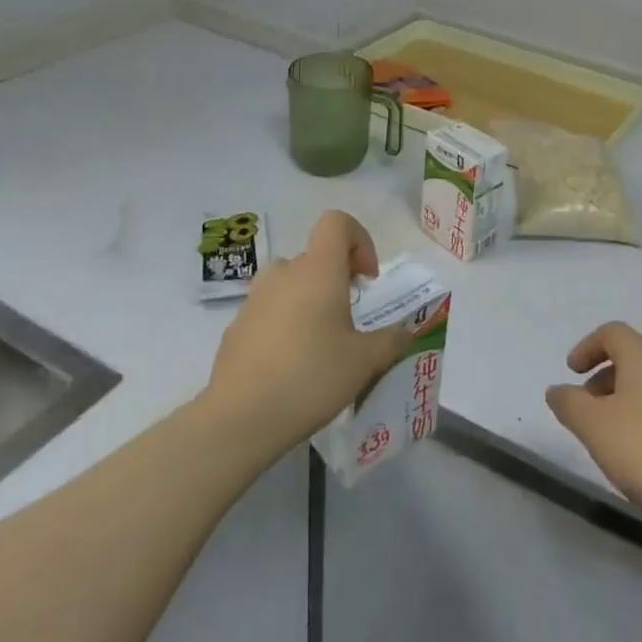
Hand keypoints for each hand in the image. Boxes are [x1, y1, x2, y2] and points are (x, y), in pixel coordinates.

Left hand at [205, 211, 413, 459]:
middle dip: (337, 280)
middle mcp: (284, 274)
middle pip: (315, 257)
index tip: (366, 280)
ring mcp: (254, 299)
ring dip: (308, 301)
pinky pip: (268, 311)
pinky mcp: (235, 327)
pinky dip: (284, 324)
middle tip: (349, 322)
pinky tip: (289, 367)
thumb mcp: (364, 362)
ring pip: (290, 284)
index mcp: (318, 270)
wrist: (239, 419)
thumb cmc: (311, 377)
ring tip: (319, 344)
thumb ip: (391, 341)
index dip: (359, 240)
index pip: (336, 222)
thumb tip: (405, 333)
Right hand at [546, 322, 641, 543]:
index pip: (613, 333)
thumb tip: (557, 389)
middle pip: (633, 359)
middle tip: (586, 409)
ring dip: (625, 401)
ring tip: (610, 438)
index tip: (571, 373)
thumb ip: (569, 403)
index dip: (587, 347)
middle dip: (604, 378)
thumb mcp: (593, 427)